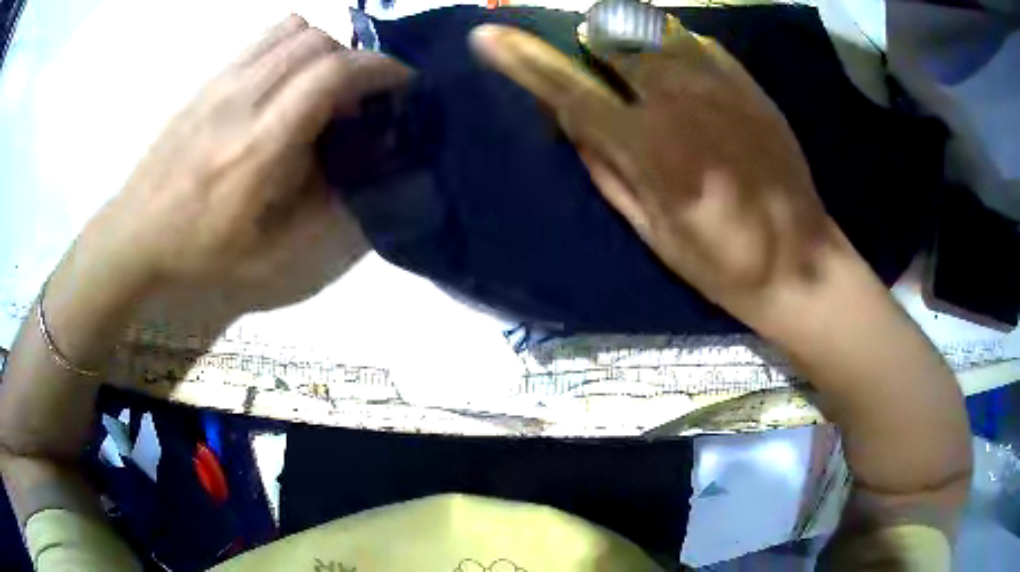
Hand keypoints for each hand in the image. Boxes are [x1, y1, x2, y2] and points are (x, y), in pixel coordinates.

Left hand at [80, 15, 411, 309]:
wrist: (134, 237)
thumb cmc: (199, 255)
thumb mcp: (269, 260)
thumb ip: (326, 214)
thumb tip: (369, 173)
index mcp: (259, 147)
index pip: (332, 74)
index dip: (380, 69)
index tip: (403, 83)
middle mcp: (241, 99)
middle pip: (319, 42)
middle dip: (356, 58)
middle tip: (362, 95)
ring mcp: (221, 83)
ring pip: (293, 30)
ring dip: (325, 47)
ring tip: (326, 84)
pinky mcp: (208, 80)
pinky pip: (264, 37)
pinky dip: (293, 44)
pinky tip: (288, 79)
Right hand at [470, 24, 844, 322]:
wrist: (800, 263)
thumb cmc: (720, 263)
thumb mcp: (651, 230)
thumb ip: (605, 167)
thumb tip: (571, 117)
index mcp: (652, 150)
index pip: (569, 90)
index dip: (522, 60)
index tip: (486, 37)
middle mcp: (682, 101)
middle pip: (611, 37)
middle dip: (586, 41)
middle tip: (590, 63)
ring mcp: (721, 84)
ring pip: (652, 29)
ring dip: (626, 37)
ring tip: (632, 65)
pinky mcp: (748, 83)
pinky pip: (693, 41)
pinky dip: (670, 45)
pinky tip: (677, 72)